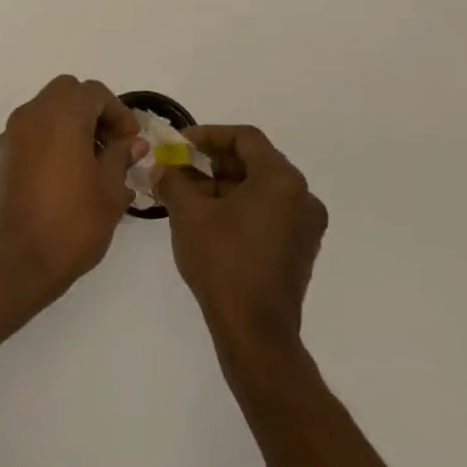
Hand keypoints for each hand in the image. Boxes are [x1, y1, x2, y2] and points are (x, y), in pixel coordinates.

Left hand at [0, 76, 144, 304]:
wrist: (19, 262)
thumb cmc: (73, 224)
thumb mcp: (110, 191)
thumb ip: (120, 157)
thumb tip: (132, 142)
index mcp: (61, 117)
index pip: (93, 92)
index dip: (118, 112)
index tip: (131, 142)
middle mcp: (32, 115)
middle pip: (67, 91)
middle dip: (93, 110)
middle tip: (112, 143)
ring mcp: (13, 134)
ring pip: (47, 107)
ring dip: (72, 121)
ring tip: (93, 160)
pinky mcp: (4, 154)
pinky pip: (32, 128)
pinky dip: (52, 135)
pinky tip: (69, 171)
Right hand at [156, 126, 326, 360]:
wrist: (255, 331)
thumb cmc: (223, 261)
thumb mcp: (188, 214)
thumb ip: (173, 181)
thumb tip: (161, 169)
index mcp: (281, 180)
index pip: (245, 138)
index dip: (209, 135)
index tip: (180, 144)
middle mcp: (302, 196)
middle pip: (255, 162)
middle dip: (213, 162)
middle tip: (180, 167)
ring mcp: (305, 225)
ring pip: (261, 189)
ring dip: (224, 185)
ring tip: (187, 195)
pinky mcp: (300, 249)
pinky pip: (269, 212)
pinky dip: (240, 207)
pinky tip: (209, 219)